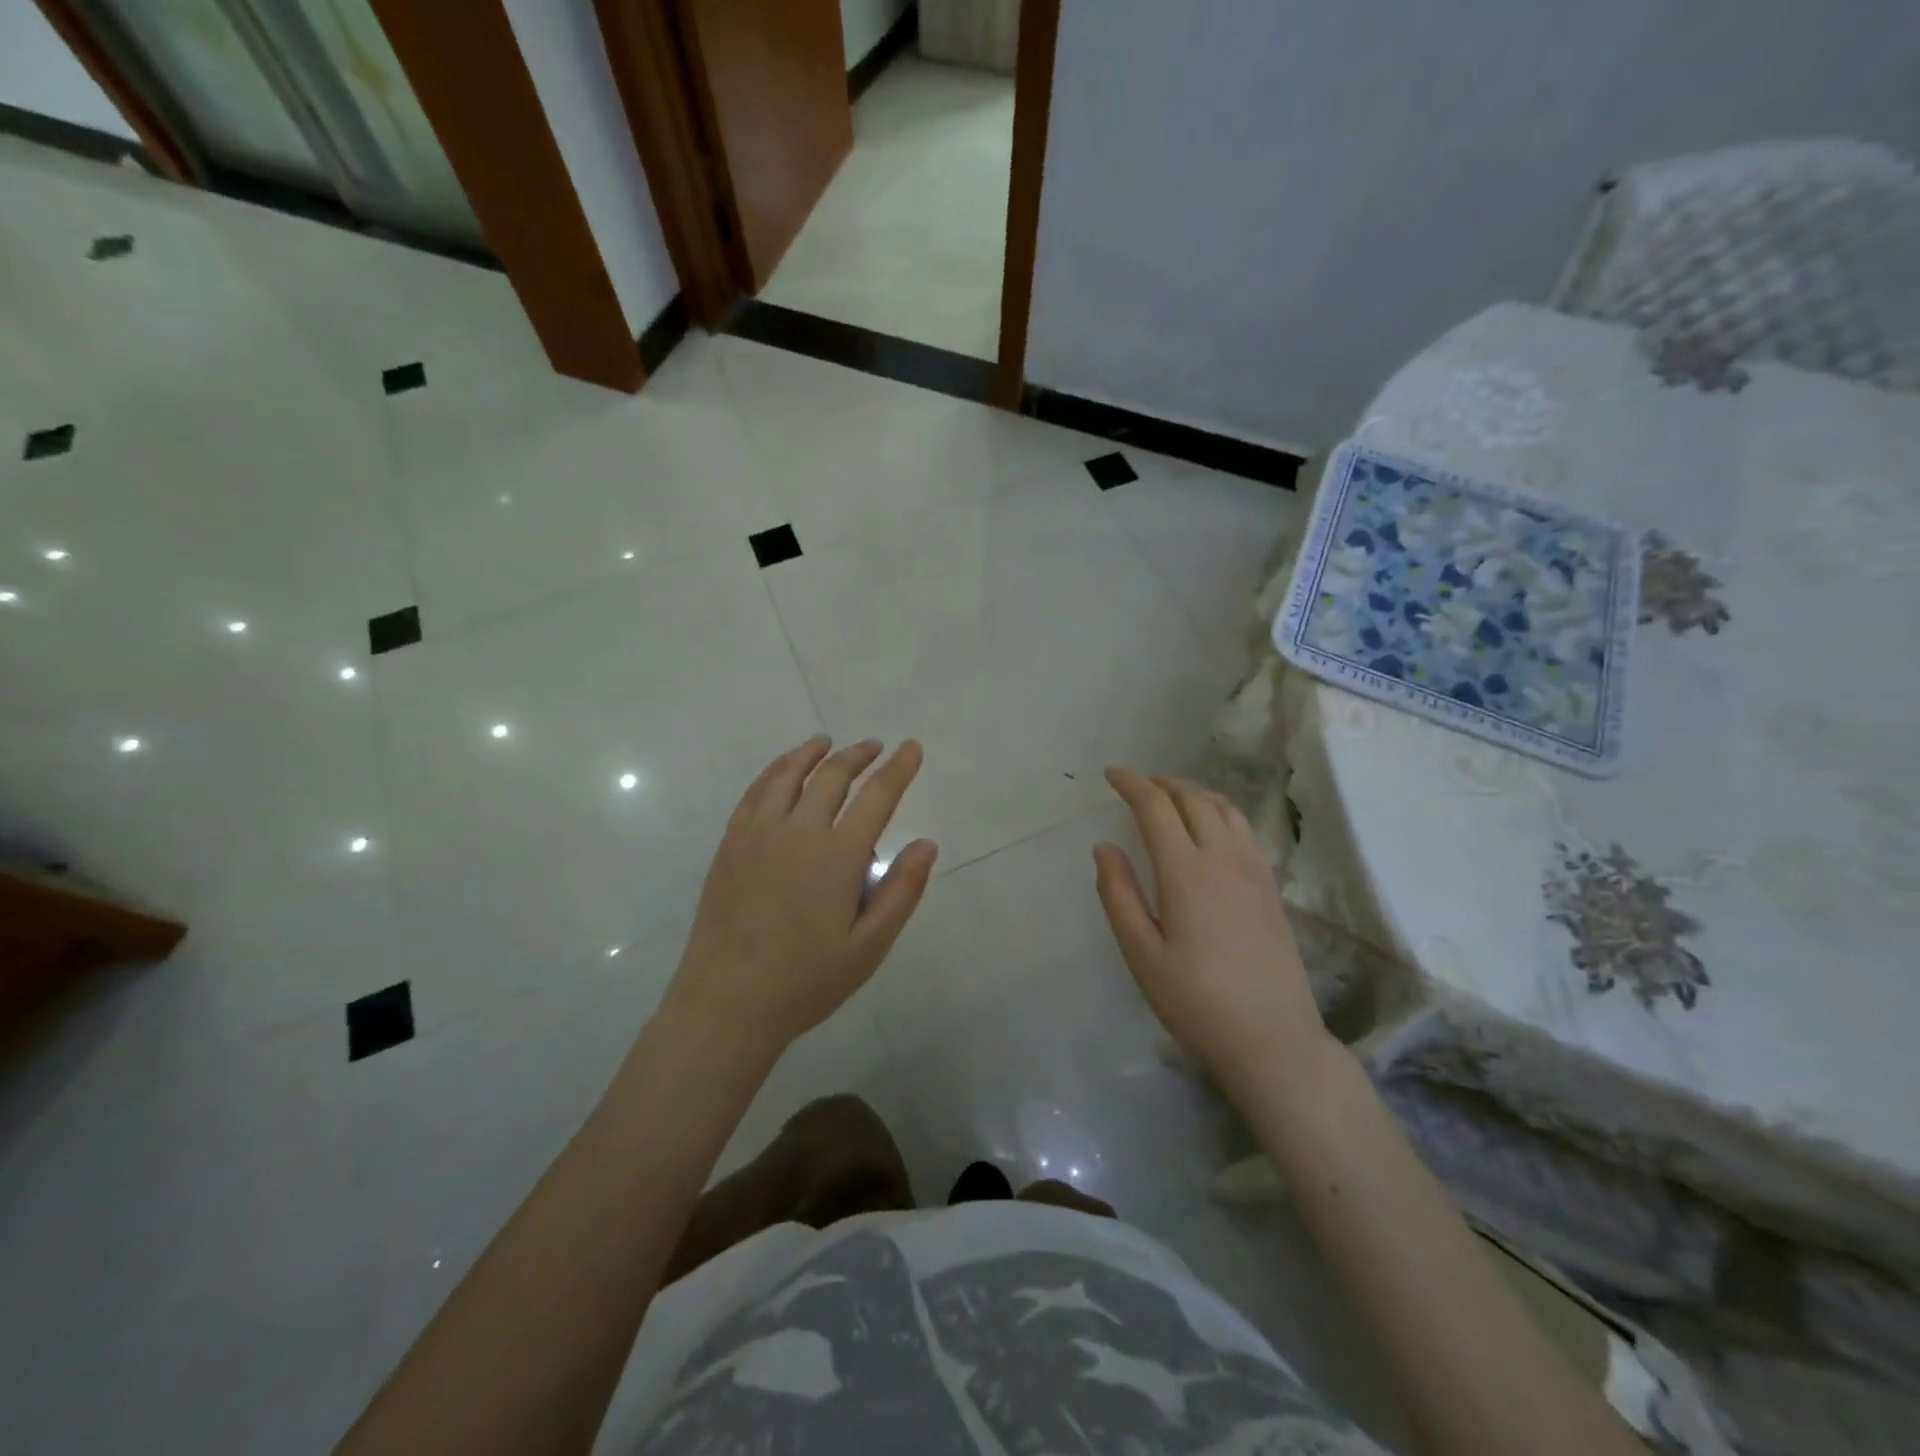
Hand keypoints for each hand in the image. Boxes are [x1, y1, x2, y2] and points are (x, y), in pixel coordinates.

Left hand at [663, 736, 937, 1057]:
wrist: (726, 1003)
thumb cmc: (806, 981)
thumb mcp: (868, 948)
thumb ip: (901, 892)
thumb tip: (926, 844)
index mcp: (836, 856)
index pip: (876, 796)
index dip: (898, 769)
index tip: (911, 748)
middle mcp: (796, 831)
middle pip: (832, 776)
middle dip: (859, 755)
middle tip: (876, 746)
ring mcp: (757, 834)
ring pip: (788, 775)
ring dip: (813, 753)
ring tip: (828, 743)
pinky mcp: (730, 844)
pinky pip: (755, 792)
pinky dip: (775, 771)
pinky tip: (783, 771)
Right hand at [1093, 768, 1330, 1091]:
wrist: (1272, 1038)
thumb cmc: (1195, 1000)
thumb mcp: (1141, 954)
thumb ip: (1118, 895)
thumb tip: (1104, 847)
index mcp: (1186, 872)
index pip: (1156, 808)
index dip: (1132, 784)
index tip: (1111, 774)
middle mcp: (1224, 859)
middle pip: (1193, 799)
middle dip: (1161, 784)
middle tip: (1137, 786)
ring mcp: (1254, 870)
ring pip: (1224, 809)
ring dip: (1193, 793)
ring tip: (1171, 799)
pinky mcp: (1271, 887)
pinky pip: (1244, 829)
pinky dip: (1219, 811)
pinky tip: (1210, 829)